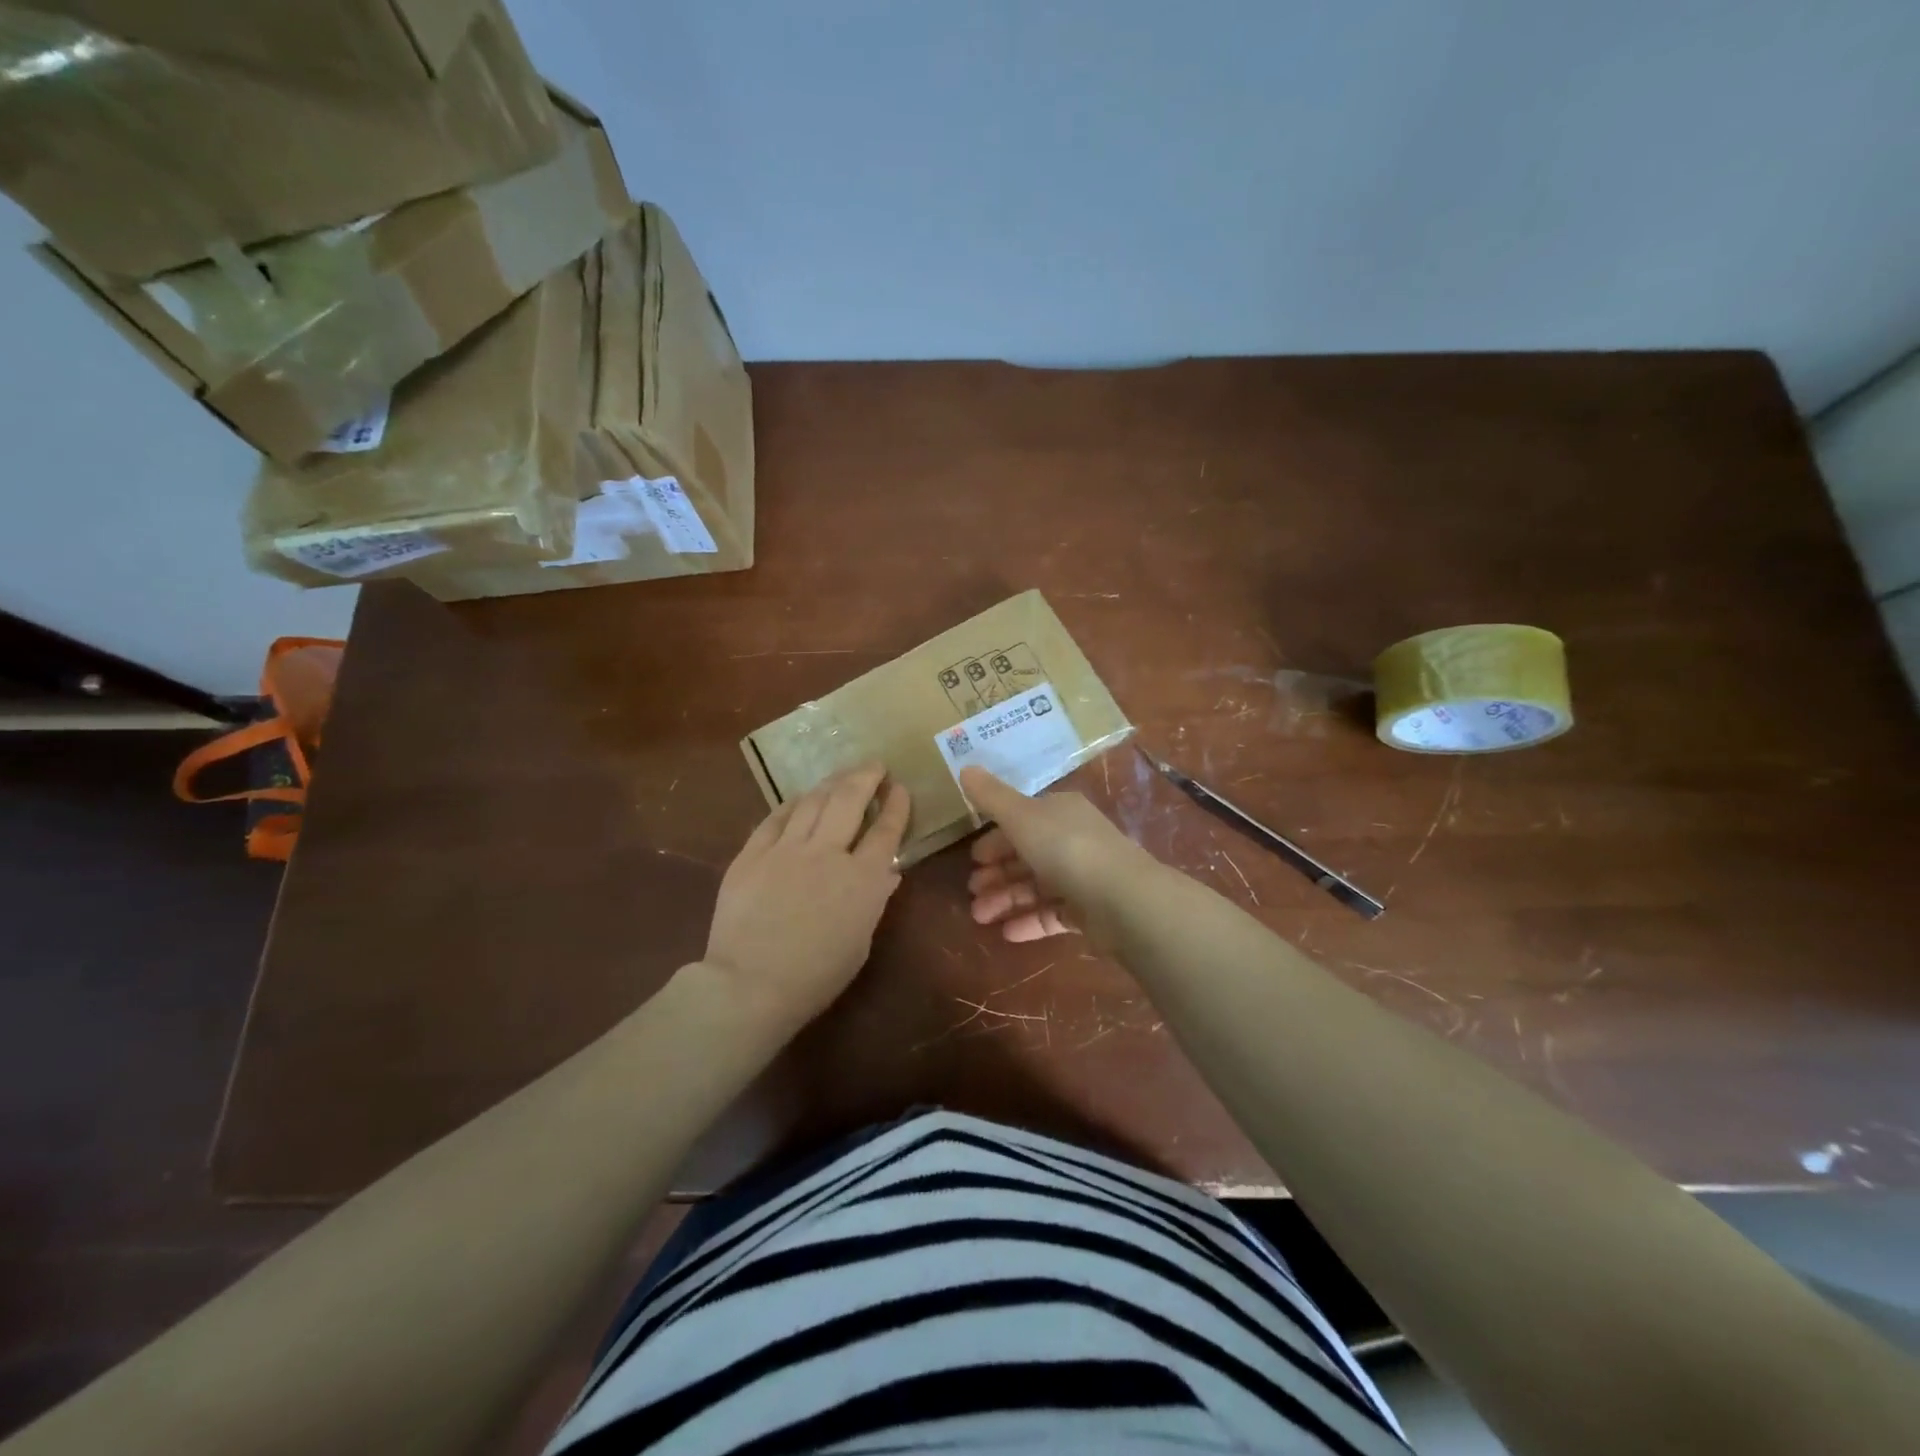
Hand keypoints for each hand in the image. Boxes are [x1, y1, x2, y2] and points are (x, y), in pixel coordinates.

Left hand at [703, 763, 910, 1027]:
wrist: (749, 985)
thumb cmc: (815, 976)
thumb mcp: (859, 943)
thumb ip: (874, 901)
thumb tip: (888, 873)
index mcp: (862, 880)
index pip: (886, 831)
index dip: (896, 806)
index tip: (900, 789)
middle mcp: (828, 854)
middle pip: (850, 800)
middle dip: (866, 777)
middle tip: (875, 765)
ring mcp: (786, 850)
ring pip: (813, 801)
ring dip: (832, 782)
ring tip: (842, 773)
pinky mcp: (752, 854)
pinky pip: (775, 818)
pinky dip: (792, 803)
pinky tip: (800, 797)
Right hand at [960, 763, 1156, 942]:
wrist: (1121, 899)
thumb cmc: (1066, 848)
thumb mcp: (1021, 816)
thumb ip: (991, 797)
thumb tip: (965, 768)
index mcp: (1060, 813)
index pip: (1022, 820)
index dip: (995, 838)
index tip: (973, 858)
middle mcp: (1073, 840)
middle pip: (1028, 855)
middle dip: (997, 873)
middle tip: (971, 891)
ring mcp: (1084, 877)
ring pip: (1037, 886)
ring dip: (1006, 899)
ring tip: (979, 917)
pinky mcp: (1090, 911)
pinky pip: (1053, 914)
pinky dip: (1029, 921)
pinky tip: (1006, 933)